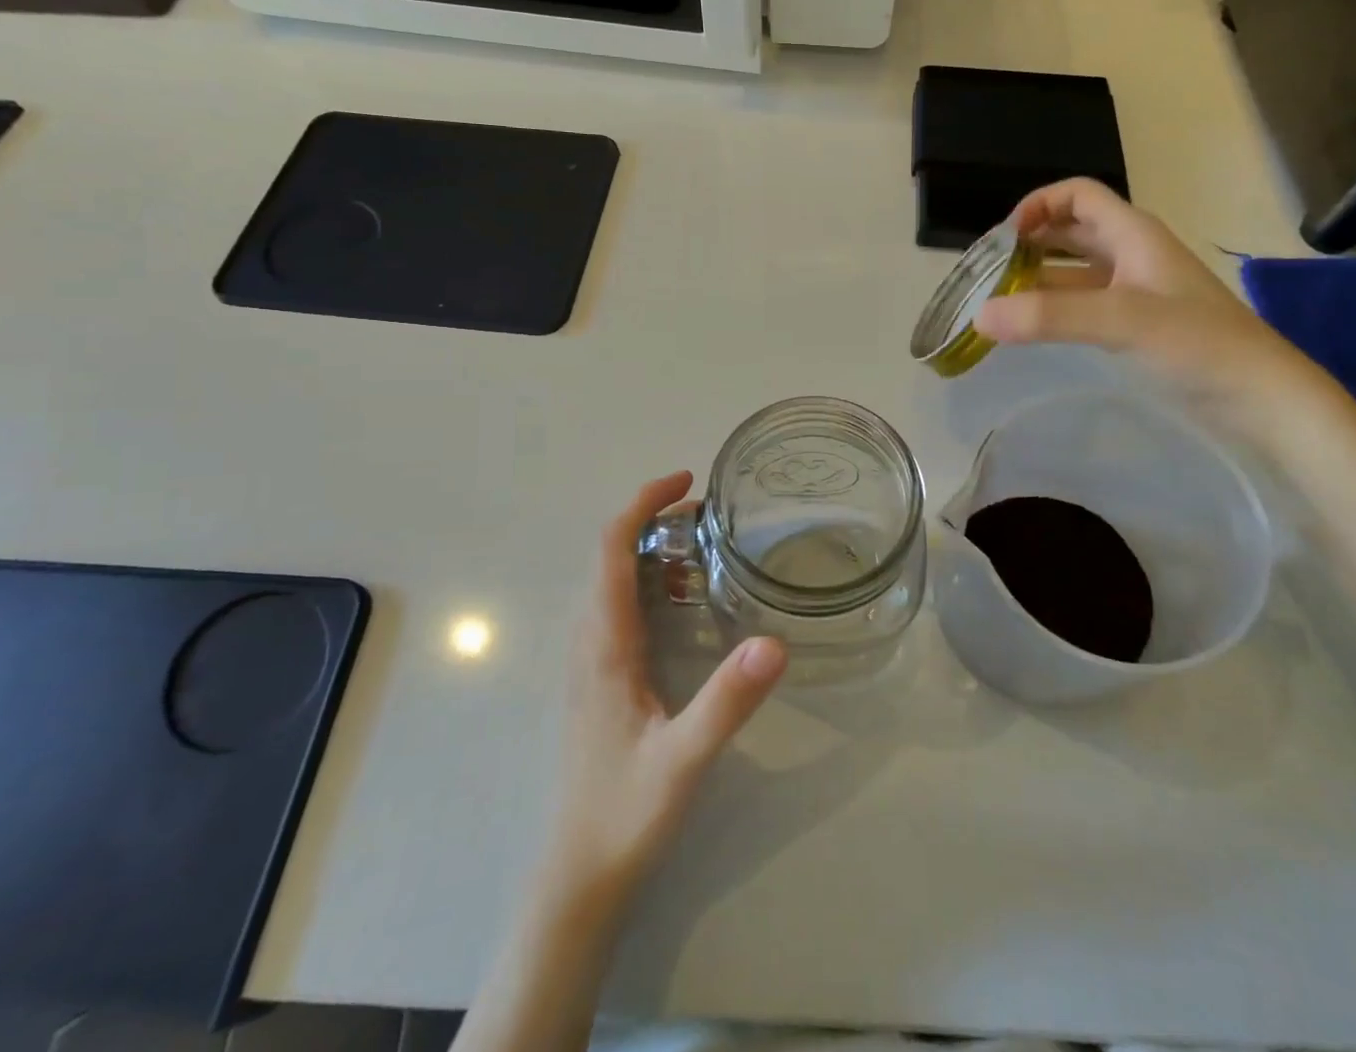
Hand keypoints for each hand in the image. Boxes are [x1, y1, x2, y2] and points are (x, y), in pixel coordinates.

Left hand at [546, 472, 786, 899]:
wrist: (580, 876)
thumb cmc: (626, 813)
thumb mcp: (685, 758)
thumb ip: (728, 700)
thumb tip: (775, 642)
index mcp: (605, 644)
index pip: (612, 549)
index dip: (643, 503)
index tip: (686, 480)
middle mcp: (590, 641)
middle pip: (612, 555)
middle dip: (654, 518)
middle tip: (712, 514)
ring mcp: (592, 660)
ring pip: (614, 580)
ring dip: (653, 548)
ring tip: (706, 544)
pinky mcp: (601, 678)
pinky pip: (620, 606)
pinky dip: (651, 580)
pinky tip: (686, 601)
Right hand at [976, 178, 1328, 443]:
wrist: (1262, 399)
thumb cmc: (1198, 344)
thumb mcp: (1121, 321)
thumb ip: (1049, 316)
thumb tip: (979, 316)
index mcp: (1134, 235)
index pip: (1079, 196)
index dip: (1039, 204)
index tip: (1002, 239)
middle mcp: (1132, 256)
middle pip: (1071, 233)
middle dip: (1029, 245)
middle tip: (988, 273)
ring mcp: (1135, 294)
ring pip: (1074, 274)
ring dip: (1037, 282)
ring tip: (998, 305)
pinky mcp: (1136, 328)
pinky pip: (1083, 307)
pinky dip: (1054, 312)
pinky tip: (1031, 331)